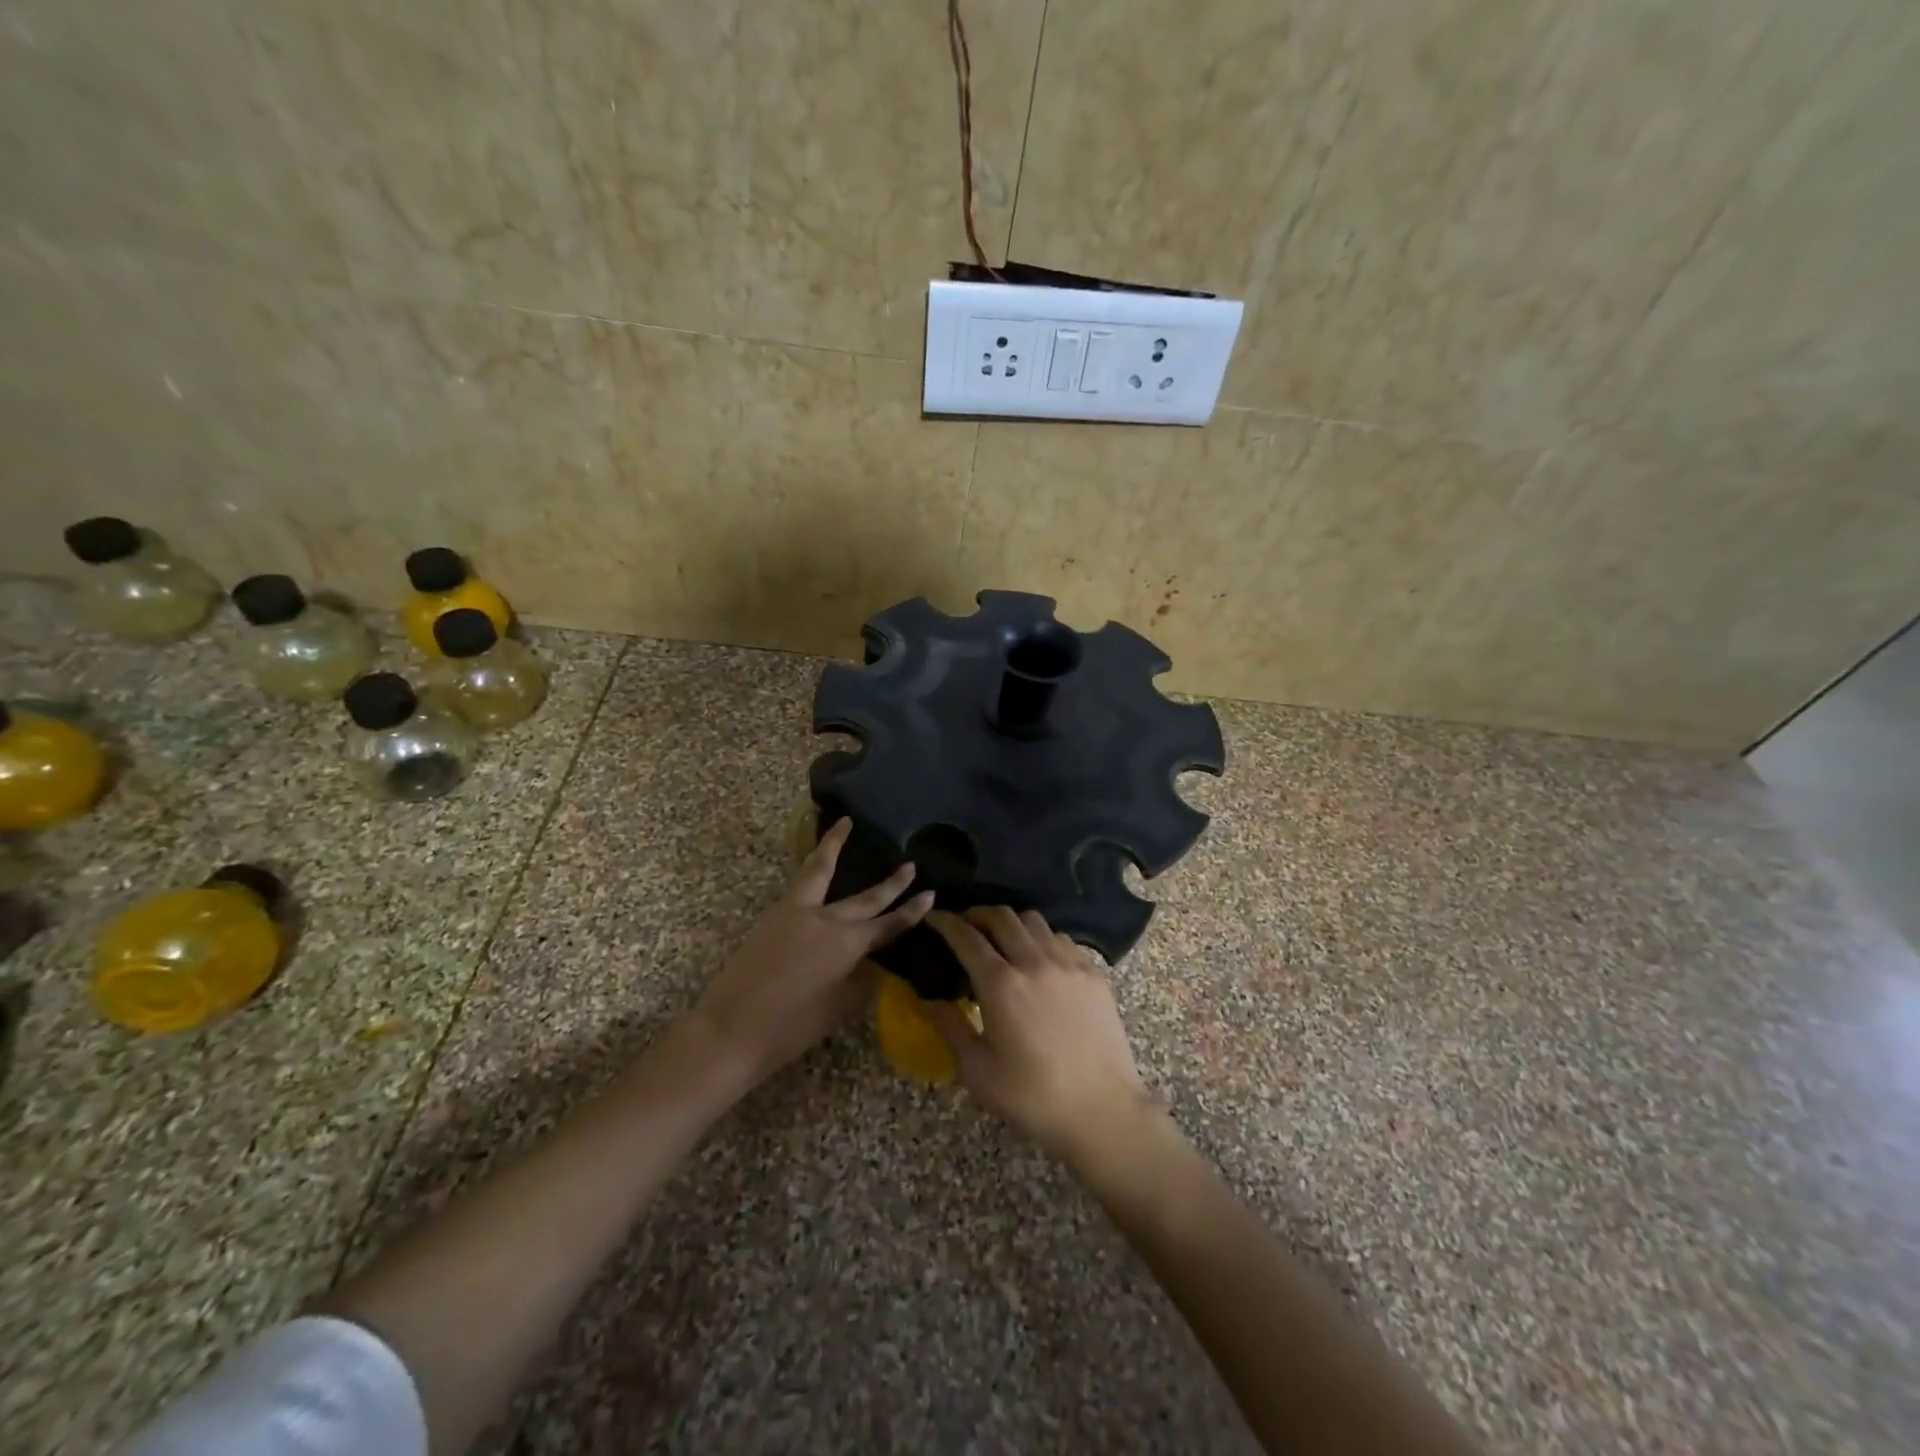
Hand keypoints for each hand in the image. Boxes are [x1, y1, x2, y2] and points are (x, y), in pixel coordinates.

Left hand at [690, 818, 932, 1087]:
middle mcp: (824, 920)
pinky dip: (812, 868)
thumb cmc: (789, 1028)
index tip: (930, 895)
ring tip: (844, 824)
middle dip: (891, 883)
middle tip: (909, 865)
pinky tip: (816, 869)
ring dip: (833, 846)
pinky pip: (800, 884)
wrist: (730, 1029)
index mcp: (846, 944)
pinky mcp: (772, 917)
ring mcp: (794, 913)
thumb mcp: (837, 1009)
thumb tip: (872, 965)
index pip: (887, 925)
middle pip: (864, 897)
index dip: (910, 912)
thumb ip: (860, 982)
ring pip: (819, 870)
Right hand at [925, 907, 1161, 1164]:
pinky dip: (1041, 938)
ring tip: (1002, 939)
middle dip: (977, 914)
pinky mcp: (1092, 972)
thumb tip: (928, 999)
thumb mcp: (978, 1071)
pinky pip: (1061, 938)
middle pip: (1001, 916)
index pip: (966, 937)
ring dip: (1011, 922)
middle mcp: (1034, 962)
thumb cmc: (1033, 1097)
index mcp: (1001, 984)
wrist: (1103, 1110)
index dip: (945, 922)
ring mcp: (1068, 963)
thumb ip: (950, 1027)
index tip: (934, 918)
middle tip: (966, 926)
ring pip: (1034, 921)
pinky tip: (1038, 958)